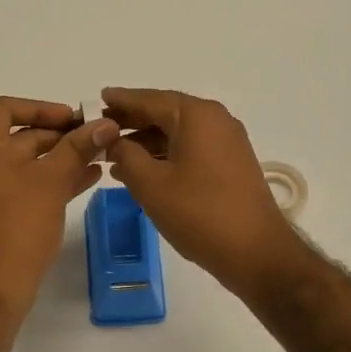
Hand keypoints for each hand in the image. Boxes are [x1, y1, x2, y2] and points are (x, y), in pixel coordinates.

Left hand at [0, 96, 117, 312]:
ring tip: (100, 157)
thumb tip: (106, 124)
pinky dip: (52, 180)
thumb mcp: (52, 181)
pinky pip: (25, 186)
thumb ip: (78, 148)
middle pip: (18, 135)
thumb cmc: (18, 225)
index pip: (4, 108)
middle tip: (96, 137)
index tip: (72, 118)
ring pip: (26, 163)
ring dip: (61, 158)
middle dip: (59, 135)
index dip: (40, 107)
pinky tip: (87, 180)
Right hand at [102, 87, 306, 295]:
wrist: (255, 252)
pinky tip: (142, 171)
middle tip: (99, 128)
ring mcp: (227, 142)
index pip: (149, 99)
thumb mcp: (151, 184)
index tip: (95, 100)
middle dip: (131, 121)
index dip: (120, 100)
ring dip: (146, 141)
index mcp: (196, 116)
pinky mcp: (231, 164)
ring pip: (177, 132)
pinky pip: (191, 148)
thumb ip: (126, 155)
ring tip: (113, 155)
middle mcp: (215, 120)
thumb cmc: (198, 213)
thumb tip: (113, 140)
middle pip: (165, 112)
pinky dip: (165, 154)